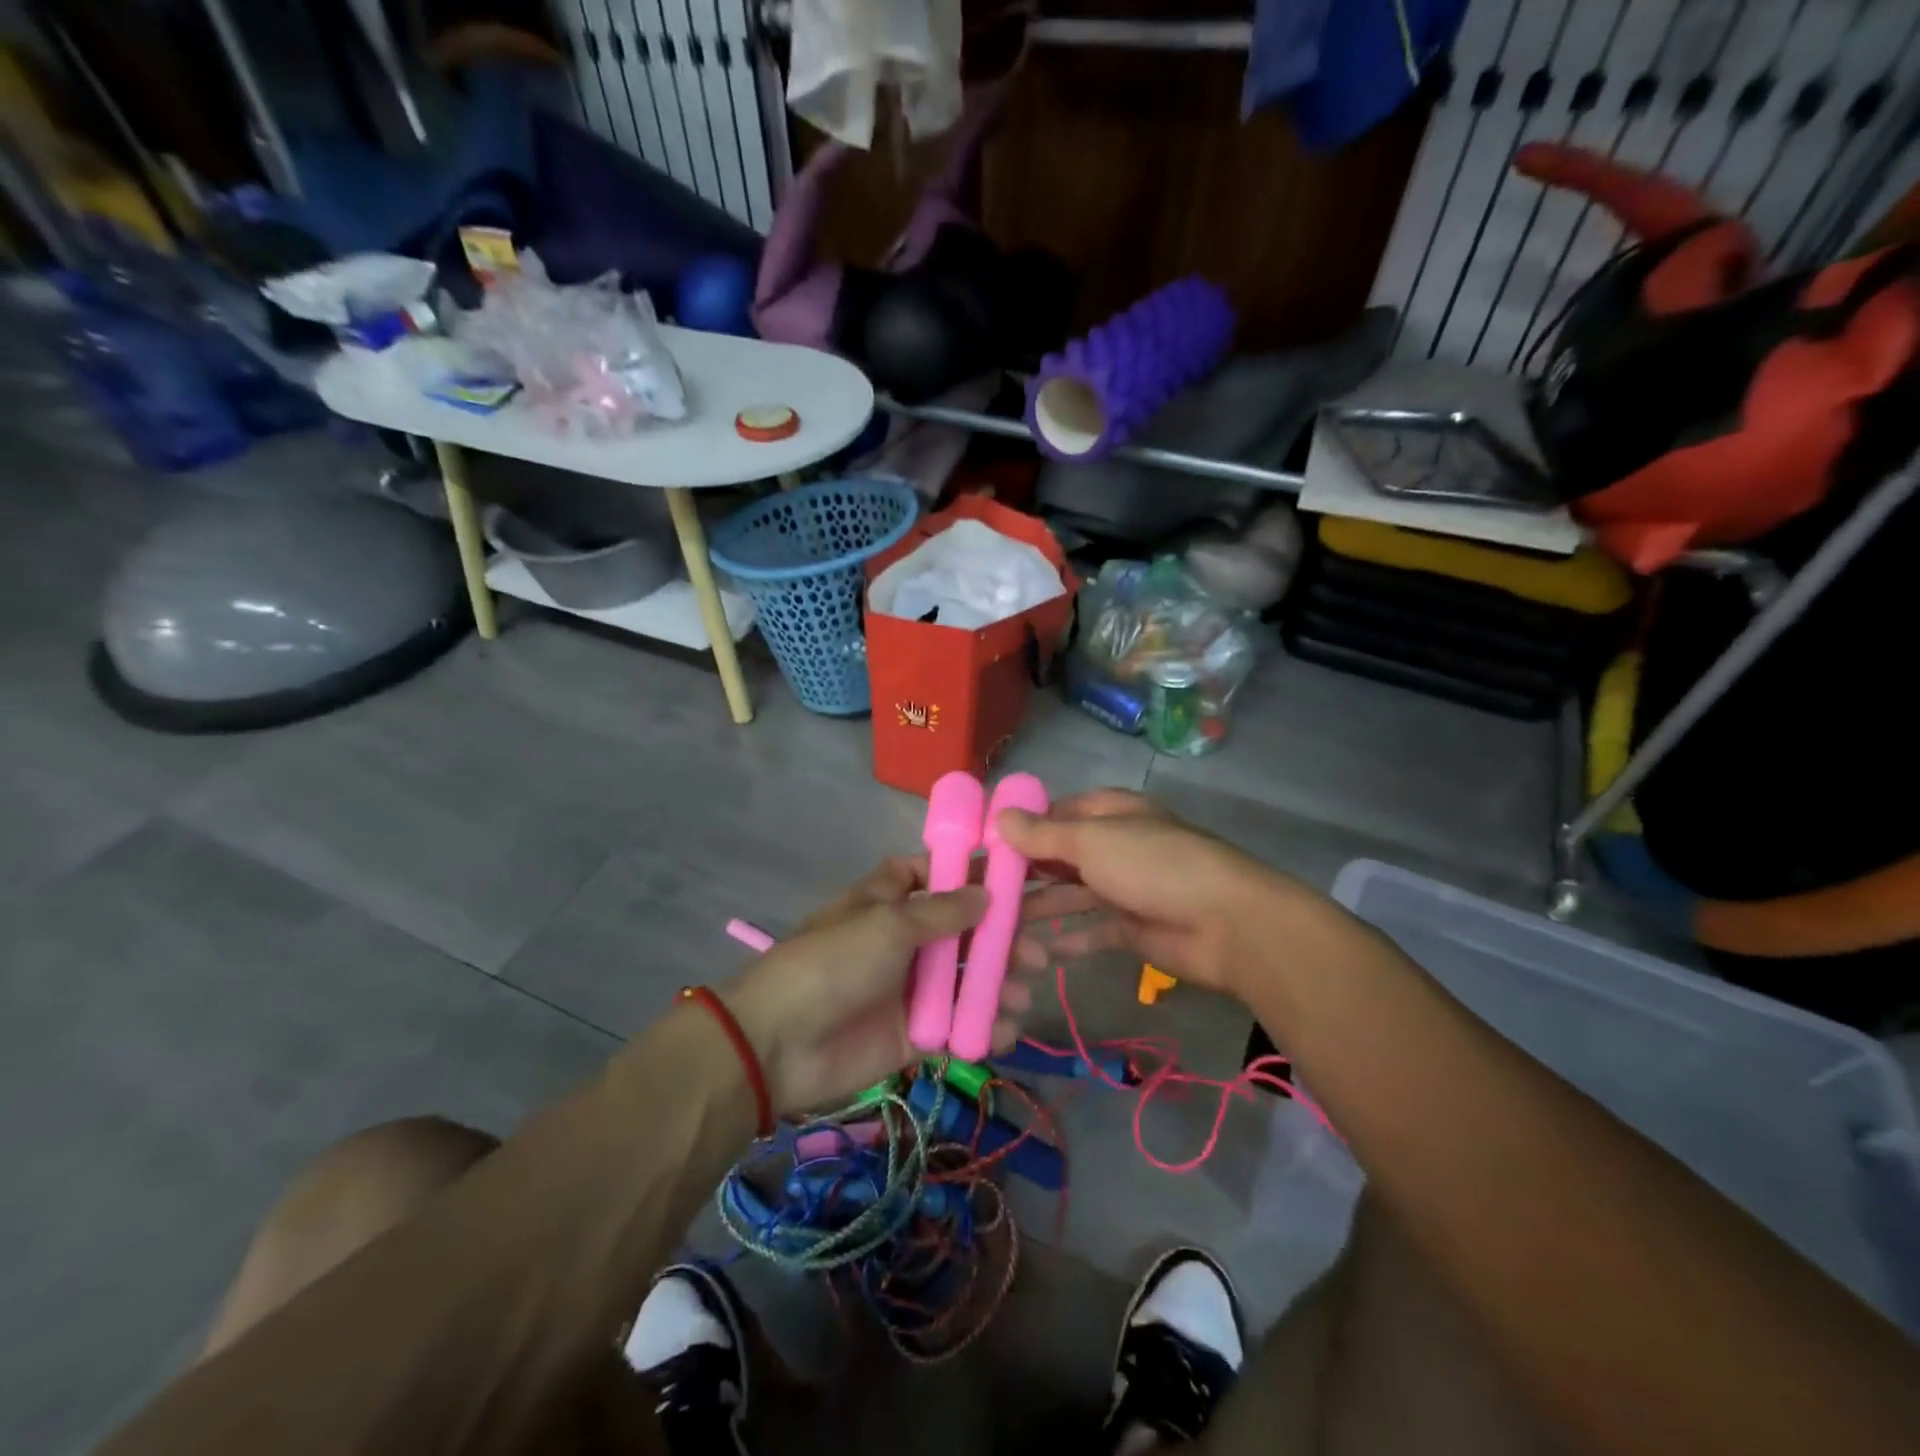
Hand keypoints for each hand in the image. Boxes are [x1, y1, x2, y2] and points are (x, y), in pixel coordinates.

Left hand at [723, 860, 1022, 1115]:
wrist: (779, 1043)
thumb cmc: (835, 962)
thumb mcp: (889, 924)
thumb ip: (944, 912)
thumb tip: (987, 894)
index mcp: (891, 899)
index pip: (940, 877)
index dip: (978, 877)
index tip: (1021, 882)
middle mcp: (905, 938)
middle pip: (964, 932)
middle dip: (1002, 940)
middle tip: (1037, 953)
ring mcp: (910, 987)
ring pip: (966, 980)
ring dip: (999, 984)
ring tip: (1025, 993)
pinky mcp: (913, 1033)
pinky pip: (956, 1025)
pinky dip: (982, 1026)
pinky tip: (1006, 1029)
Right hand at [999, 789, 1301, 995]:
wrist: (1226, 924)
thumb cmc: (1154, 866)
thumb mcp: (1092, 842)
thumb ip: (1043, 835)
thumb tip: (999, 818)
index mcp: (1110, 814)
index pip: (1056, 814)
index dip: (1021, 828)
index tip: (983, 848)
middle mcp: (1115, 847)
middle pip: (1060, 856)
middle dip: (1024, 872)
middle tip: (980, 893)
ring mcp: (1124, 888)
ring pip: (1071, 895)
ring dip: (1039, 908)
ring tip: (997, 926)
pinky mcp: (1132, 928)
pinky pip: (1091, 931)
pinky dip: (1068, 939)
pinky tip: (1039, 952)